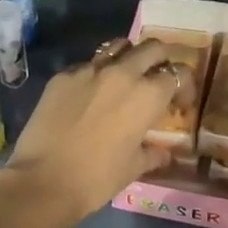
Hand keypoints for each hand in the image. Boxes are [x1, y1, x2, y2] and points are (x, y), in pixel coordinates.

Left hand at [0, 38, 181, 225]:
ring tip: (126, 76)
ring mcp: (90, 70)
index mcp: (147, 95)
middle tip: (158, 79)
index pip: (178, 74)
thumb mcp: (133, 168)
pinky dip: (97, 73)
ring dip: (129, 57)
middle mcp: (123, 73)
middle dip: (162, 60)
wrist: (42, 181)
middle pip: (152, 48)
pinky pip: (88, 64)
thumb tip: (164, 153)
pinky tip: (90, 93)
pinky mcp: (63, 75)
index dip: (185, 86)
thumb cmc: (96, 179)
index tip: (180, 103)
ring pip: (119, 46)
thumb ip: (153, 154)